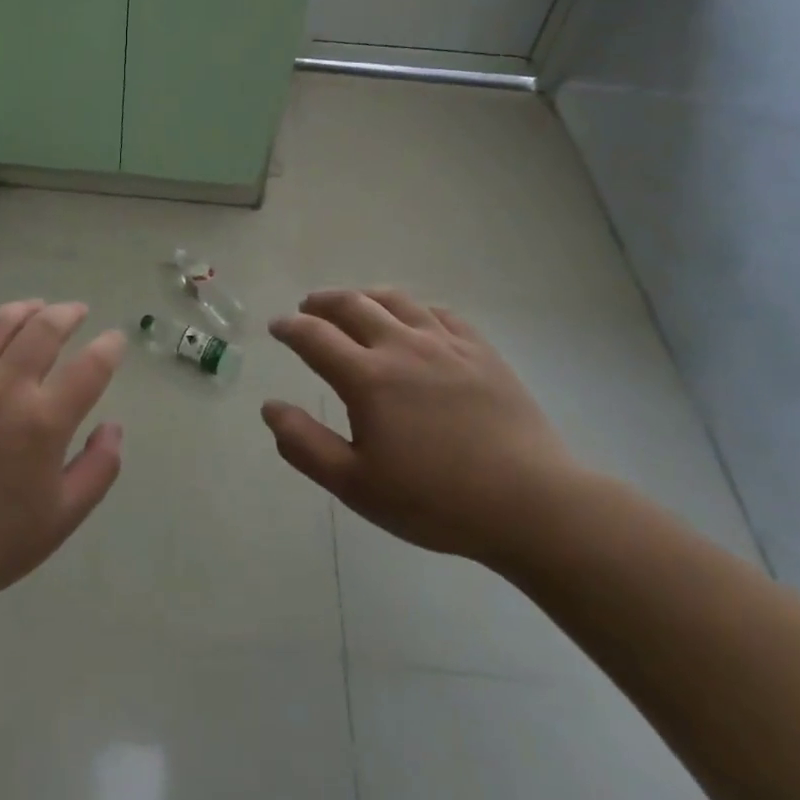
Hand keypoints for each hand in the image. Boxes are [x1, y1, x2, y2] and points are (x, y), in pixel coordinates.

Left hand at [0, 300, 124, 646]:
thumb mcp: (63, 517)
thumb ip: (99, 468)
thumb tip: (113, 426)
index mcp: (44, 421)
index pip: (91, 366)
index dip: (109, 347)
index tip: (114, 340)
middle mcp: (5, 388)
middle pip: (44, 328)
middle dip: (68, 314)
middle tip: (77, 312)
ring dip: (23, 309)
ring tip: (35, 308)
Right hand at [263, 289, 579, 564]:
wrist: (530, 503)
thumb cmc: (435, 501)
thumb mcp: (356, 485)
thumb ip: (305, 444)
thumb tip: (269, 407)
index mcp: (367, 378)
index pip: (315, 337)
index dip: (290, 328)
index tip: (277, 326)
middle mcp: (402, 346)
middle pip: (352, 305)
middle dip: (322, 302)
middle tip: (308, 307)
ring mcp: (446, 344)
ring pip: (396, 300)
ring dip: (365, 295)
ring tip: (354, 302)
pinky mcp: (481, 351)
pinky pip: (440, 313)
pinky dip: (414, 308)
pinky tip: (413, 318)